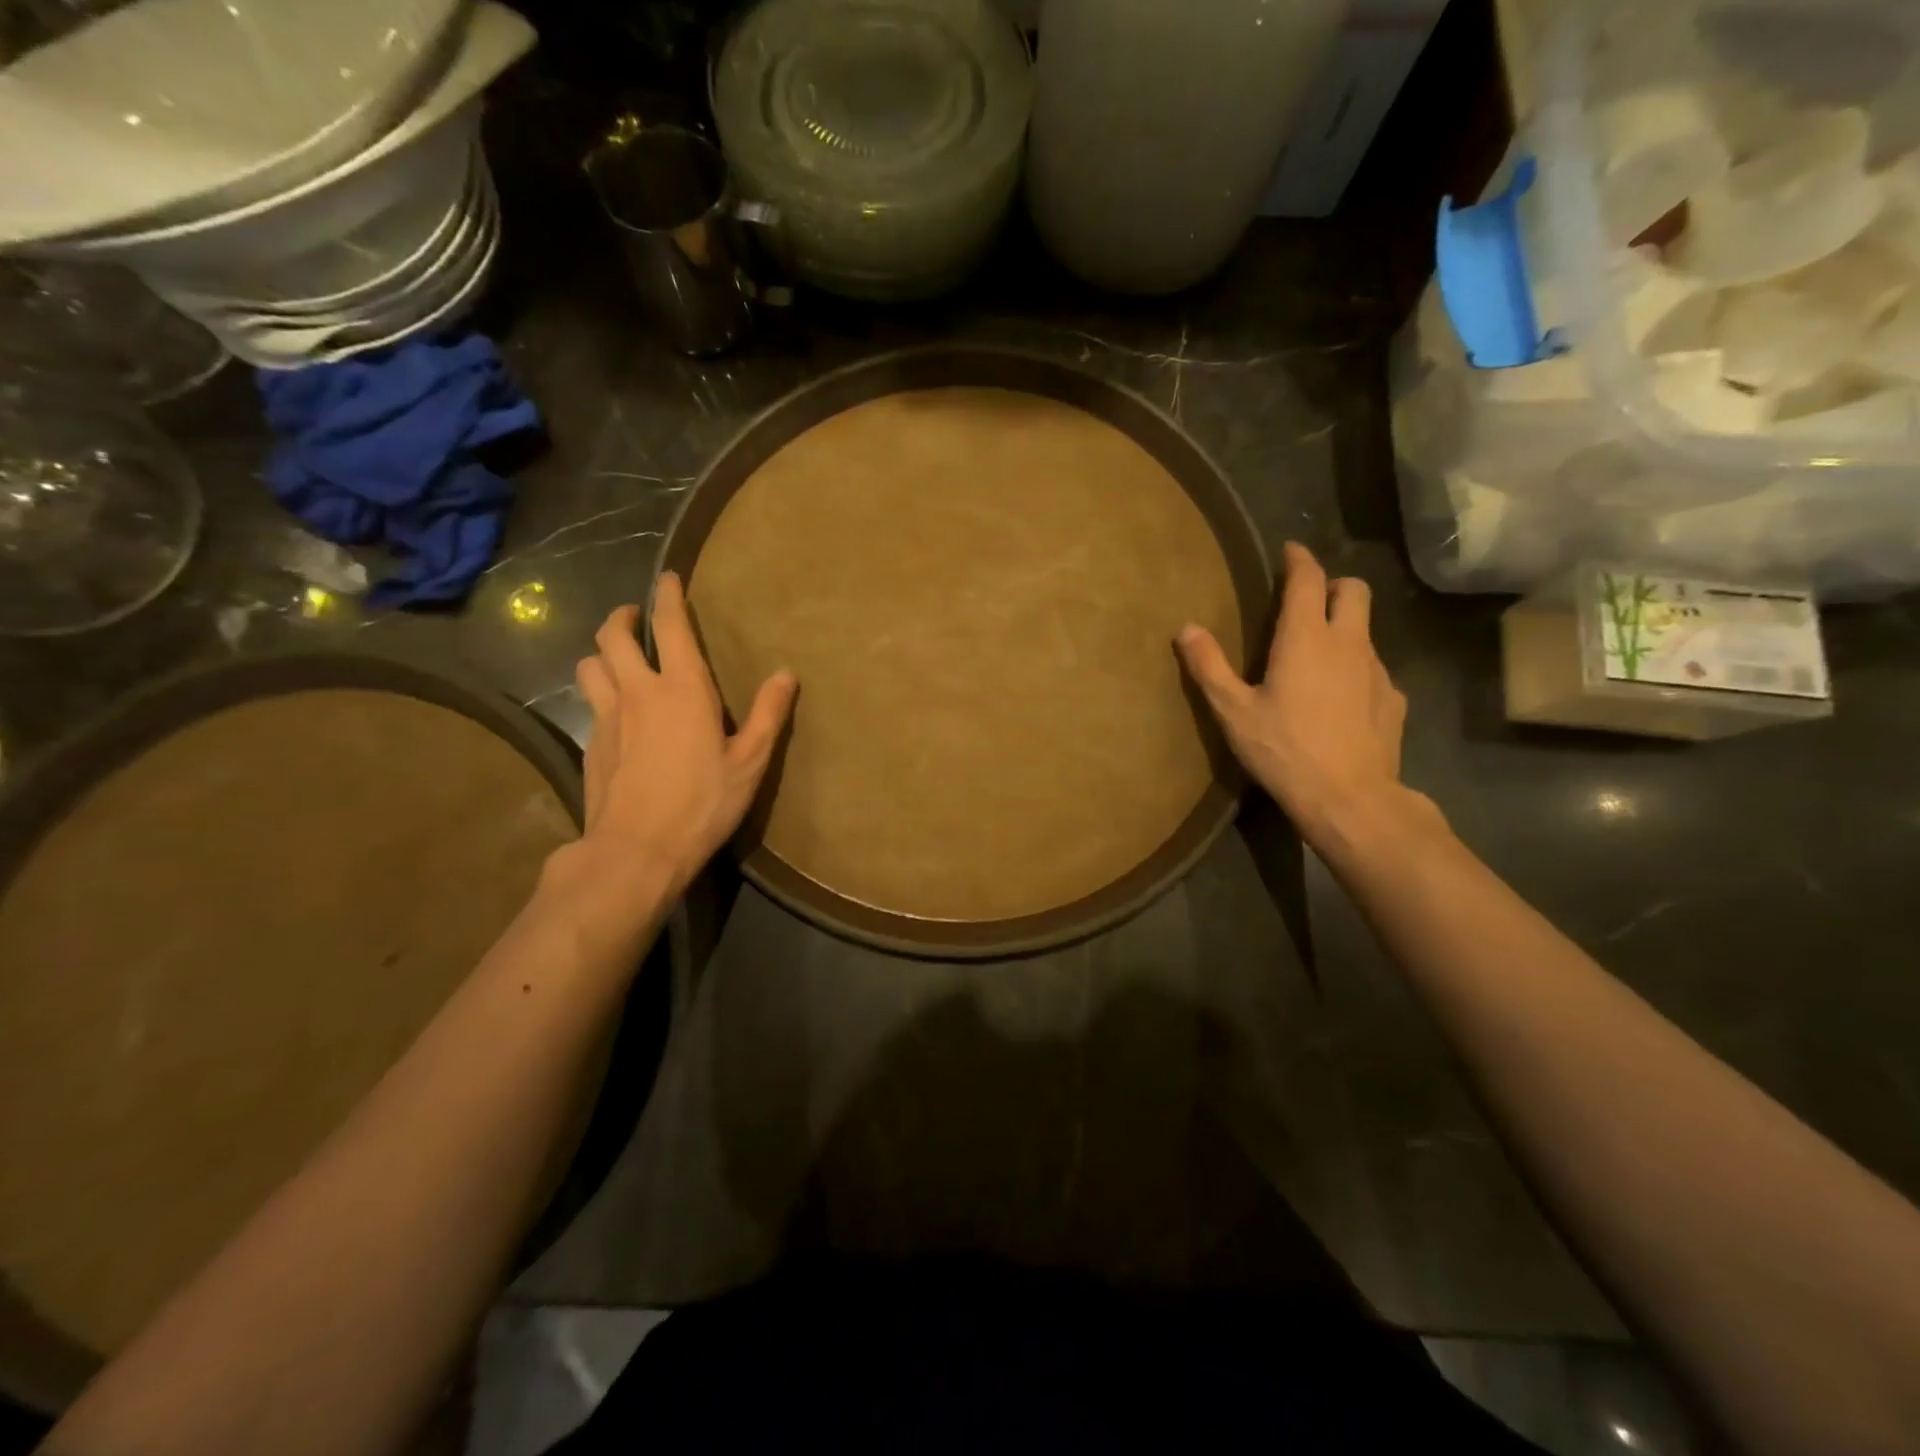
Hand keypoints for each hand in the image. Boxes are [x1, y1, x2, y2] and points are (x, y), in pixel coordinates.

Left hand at [571, 572, 795, 897]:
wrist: (636, 850)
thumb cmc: (702, 803)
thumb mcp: (749, 762)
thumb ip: (767, 715)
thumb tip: (786, 674)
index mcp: (682, 689)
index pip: (670, 627)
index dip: (667, 597)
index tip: (667, 578)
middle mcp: (638, 692)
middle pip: (611, 636)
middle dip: (621, 618)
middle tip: (634, 617)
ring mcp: (607, 718)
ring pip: (590, 666)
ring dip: (602, 654)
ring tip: (617, 661)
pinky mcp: (590, 745)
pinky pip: (589, 703)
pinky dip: (599, 693)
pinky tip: (615, 713)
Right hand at [1177, 542, 1421, 847]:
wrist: (1350, 798)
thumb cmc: (1284, 750)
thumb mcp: (1233, 711)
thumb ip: (1209, 666)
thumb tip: (1186, 628)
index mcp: (1305, 638)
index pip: (1309, 578)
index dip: (1299, 559)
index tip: (1290, 550)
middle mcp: (1348, 642)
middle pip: (1353, 590)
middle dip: (1332, 584)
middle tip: (1308, 600)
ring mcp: (1377, 670)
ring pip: (1365, 630)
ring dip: (1344, 628)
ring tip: (1318, 656)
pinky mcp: (1393, 699)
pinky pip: (1373, 669)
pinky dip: (1356, 669)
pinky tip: (1340, 698)